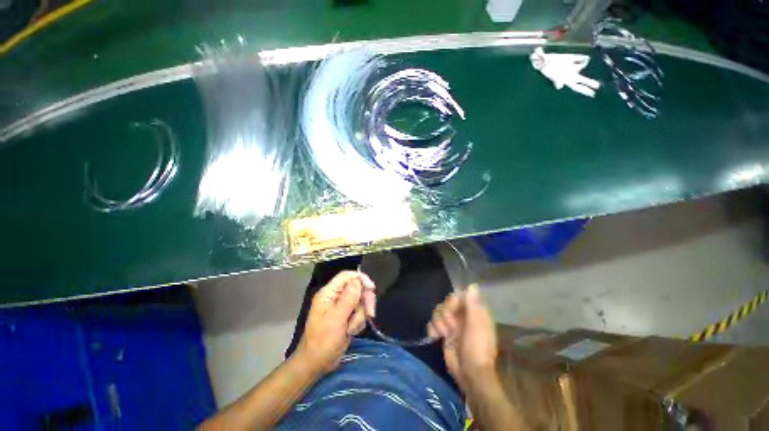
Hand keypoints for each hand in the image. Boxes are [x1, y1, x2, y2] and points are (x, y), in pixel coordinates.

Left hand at [296, 271, 375, 373]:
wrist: (316, 364)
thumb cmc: (323, 341)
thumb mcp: (336, 319)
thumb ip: (348, 298)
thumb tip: (358, 280)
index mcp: (329, 293)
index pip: (347, 276)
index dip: (360, 278)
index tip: (372, 288)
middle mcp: (335, 297)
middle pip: (357, 288)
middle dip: (364, 300)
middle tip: (370, 313)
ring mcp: (342, 307)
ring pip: (360, 301)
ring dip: (360, 315)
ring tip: (351, 329)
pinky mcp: (346, 317)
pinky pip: (359, 312)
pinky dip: (359, 322)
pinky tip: (352, 332)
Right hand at [427, 284, 497, 389]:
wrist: (469, 374)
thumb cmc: (477, 349)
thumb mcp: (477, 326)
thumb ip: (473, 305)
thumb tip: (472, 284)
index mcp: (473, 311)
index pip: (458, 295)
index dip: (452, 302)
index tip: (451, 311)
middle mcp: (462, 315)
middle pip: (445, 303)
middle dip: (445, 314)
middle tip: (450, 327)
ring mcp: (452, 324)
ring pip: (437, 311)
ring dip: (438, 323)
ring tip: (445, 334)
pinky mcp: (443, 333)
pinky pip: (432, 323)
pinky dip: (432, 329)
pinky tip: (436, 337)